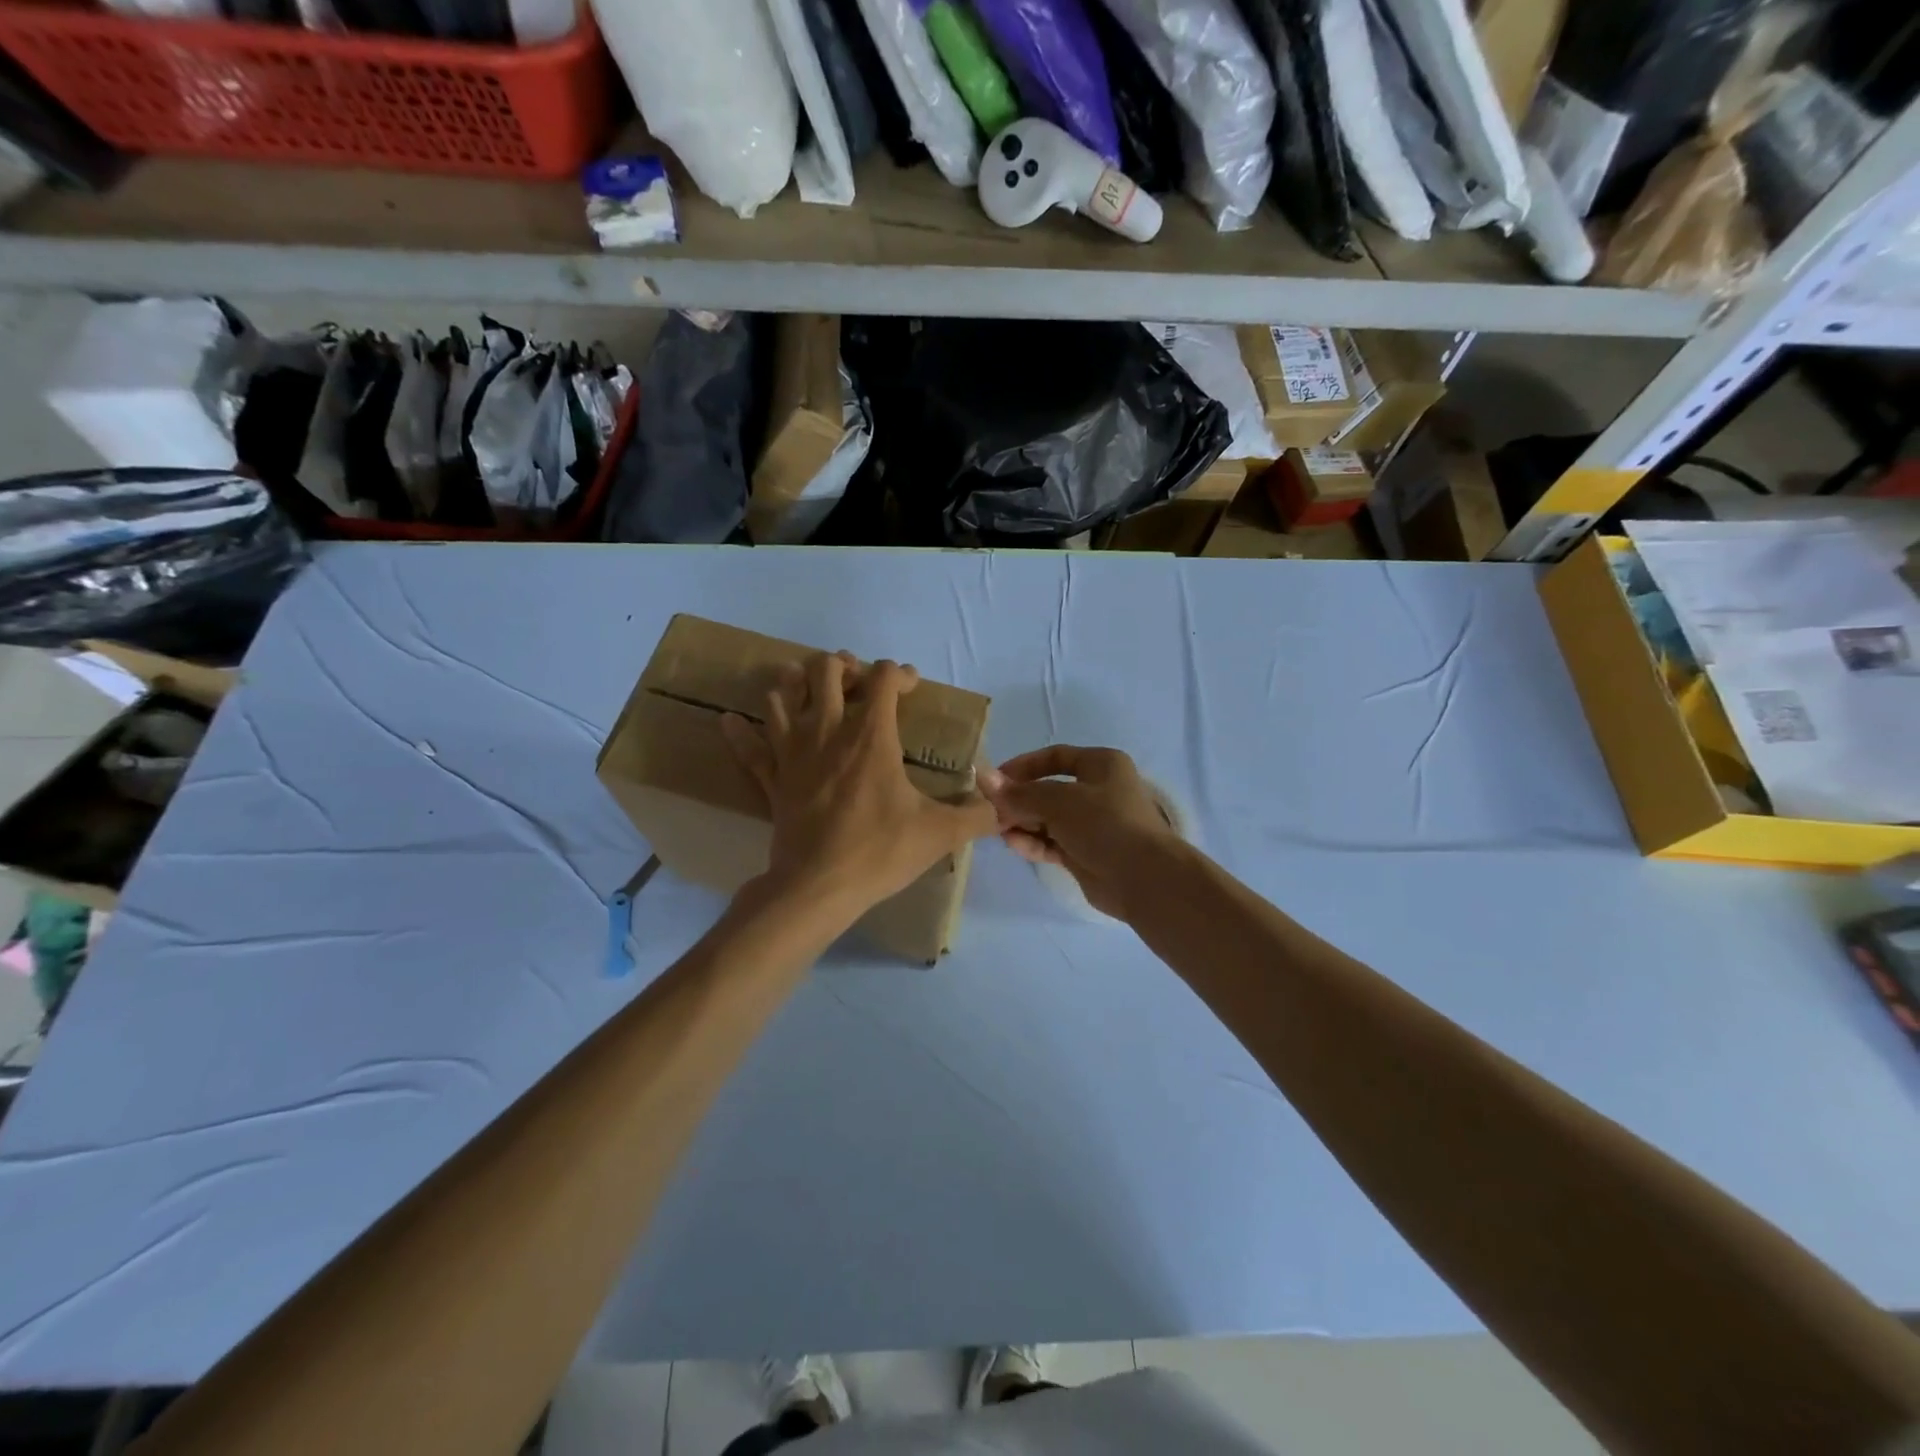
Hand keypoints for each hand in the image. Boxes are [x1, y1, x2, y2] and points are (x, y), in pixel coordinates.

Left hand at [722, 652, 998, 925]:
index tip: (912, 689)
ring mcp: (793, 752)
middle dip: (844, 665)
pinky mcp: (772, 779)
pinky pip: (749, 748)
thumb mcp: (939, 834)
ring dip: (794, 685)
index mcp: (871, 735)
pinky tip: (732, 722)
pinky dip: (740, 733)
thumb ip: (977, 816)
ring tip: (810, 693)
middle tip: (858, 683)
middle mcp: (828, 731)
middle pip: (824, 669)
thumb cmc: (879, 852)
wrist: (817, 888)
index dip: (901, 673)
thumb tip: (1003, 808)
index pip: (884, 678)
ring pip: (781, 696)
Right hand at [978, 746, 1179, 919]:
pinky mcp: (1086, 853)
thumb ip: (1020, 793)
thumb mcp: (1059, 801)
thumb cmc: (1105, 824)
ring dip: (1022, 822)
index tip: (995, 780)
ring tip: (996, 829)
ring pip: (1048, 818)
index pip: (1054, 757)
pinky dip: (1033, 842)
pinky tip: (1013, 844)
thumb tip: (984, 779)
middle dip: (1019, 799)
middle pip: (1048, 789)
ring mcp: (1092, 824)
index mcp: (1101, 765)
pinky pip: (1053, 842)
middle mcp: (1098, 791)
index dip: (1023, 766)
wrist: (1143, 878)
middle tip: (990, 810)